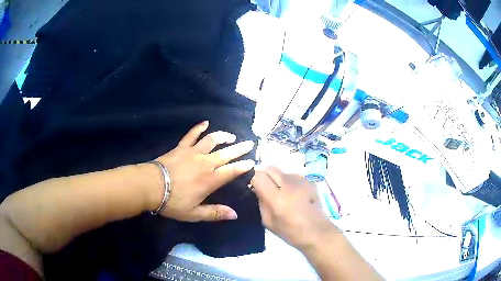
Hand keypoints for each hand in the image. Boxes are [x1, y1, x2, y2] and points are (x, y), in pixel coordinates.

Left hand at [155, 121, 254, 221]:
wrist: (151, 186)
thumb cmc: (173, 202)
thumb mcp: (194, 213)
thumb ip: (215, 213)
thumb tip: (235, 214)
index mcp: (210, 180)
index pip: (232, 171)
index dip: (243, 166)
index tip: (252, 162)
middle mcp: (205, 163)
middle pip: (226, 153)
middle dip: (239, 148)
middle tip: (249, 143)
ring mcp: (193, 152)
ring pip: (212, 140)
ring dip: (223, 136)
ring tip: (231, 136)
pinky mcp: (181, 147)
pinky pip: (192, 135)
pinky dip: (199, 128)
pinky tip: (205, 123)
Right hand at [251, 166, 337, 248]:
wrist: (317, 232)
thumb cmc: (290, 232)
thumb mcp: (268, 221)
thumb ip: (261, 202)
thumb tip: (257, 188)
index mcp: (277, 198)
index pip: (259, 176)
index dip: (254, 180)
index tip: (255, 187)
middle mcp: (289, 184)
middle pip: (270, 168)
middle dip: (264, 175)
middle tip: (265, 187)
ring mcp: (302, 180)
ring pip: (281, 171)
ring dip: (277, 178)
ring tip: (281, 192)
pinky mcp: (310, 181)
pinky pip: (293, 176)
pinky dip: (288, 182)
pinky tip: (294, 194)